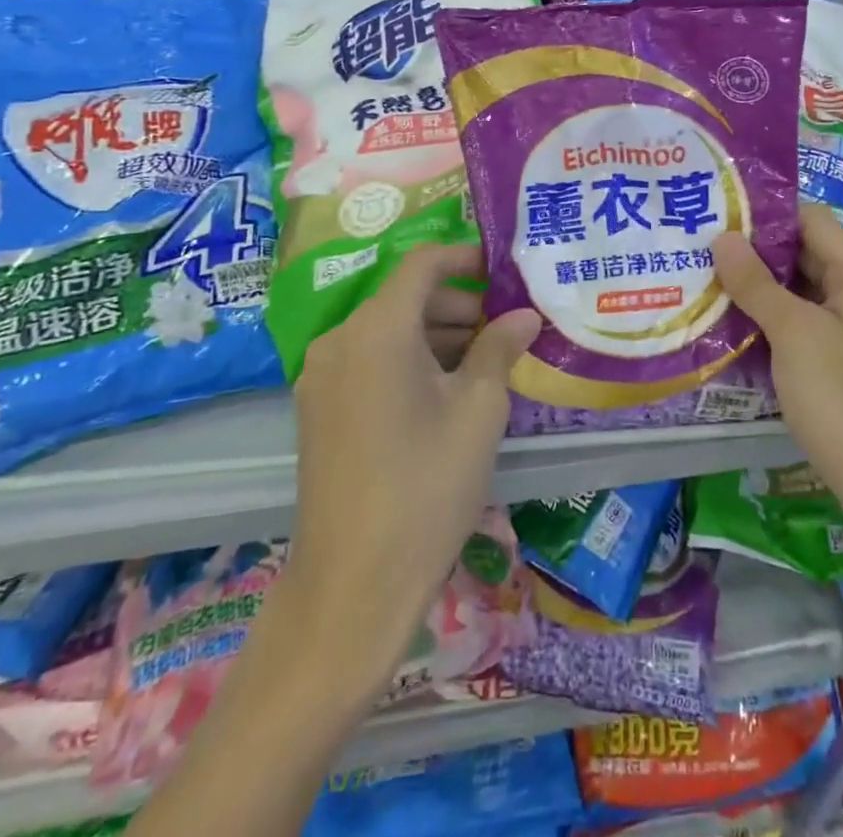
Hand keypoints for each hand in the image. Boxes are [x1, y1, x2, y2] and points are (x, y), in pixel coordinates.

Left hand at [281, 243, 540, 702]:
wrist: (353, 585)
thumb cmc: (427, 485)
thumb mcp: (478, 410)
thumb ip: (500, 348)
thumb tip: (524, 316)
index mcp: (377, 329)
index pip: (423, 264)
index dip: (466, 258)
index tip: (504, 271)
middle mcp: (340, 340)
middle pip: (405, 297)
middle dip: (458, 303)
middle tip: (506, 327)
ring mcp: (322, 377)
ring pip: (387, 331)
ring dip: (436, 333)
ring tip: (486, 360)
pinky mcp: (319, 410)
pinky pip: (370, 361)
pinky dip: (409, 360)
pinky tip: (447, 390)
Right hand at [713, 205, 842, 561]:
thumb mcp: (794, 334)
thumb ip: (756, 283)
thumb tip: (723, 236)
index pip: (810, 219)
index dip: (766, 211)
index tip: (716, 212)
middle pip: (802, 253)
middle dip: (753, 250)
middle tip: (697, 247)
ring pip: (797, 292)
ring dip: (755, 288)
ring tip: (702, 281)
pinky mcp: (838, 364)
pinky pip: (798, 327)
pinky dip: (767, 321)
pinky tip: (727, 327)